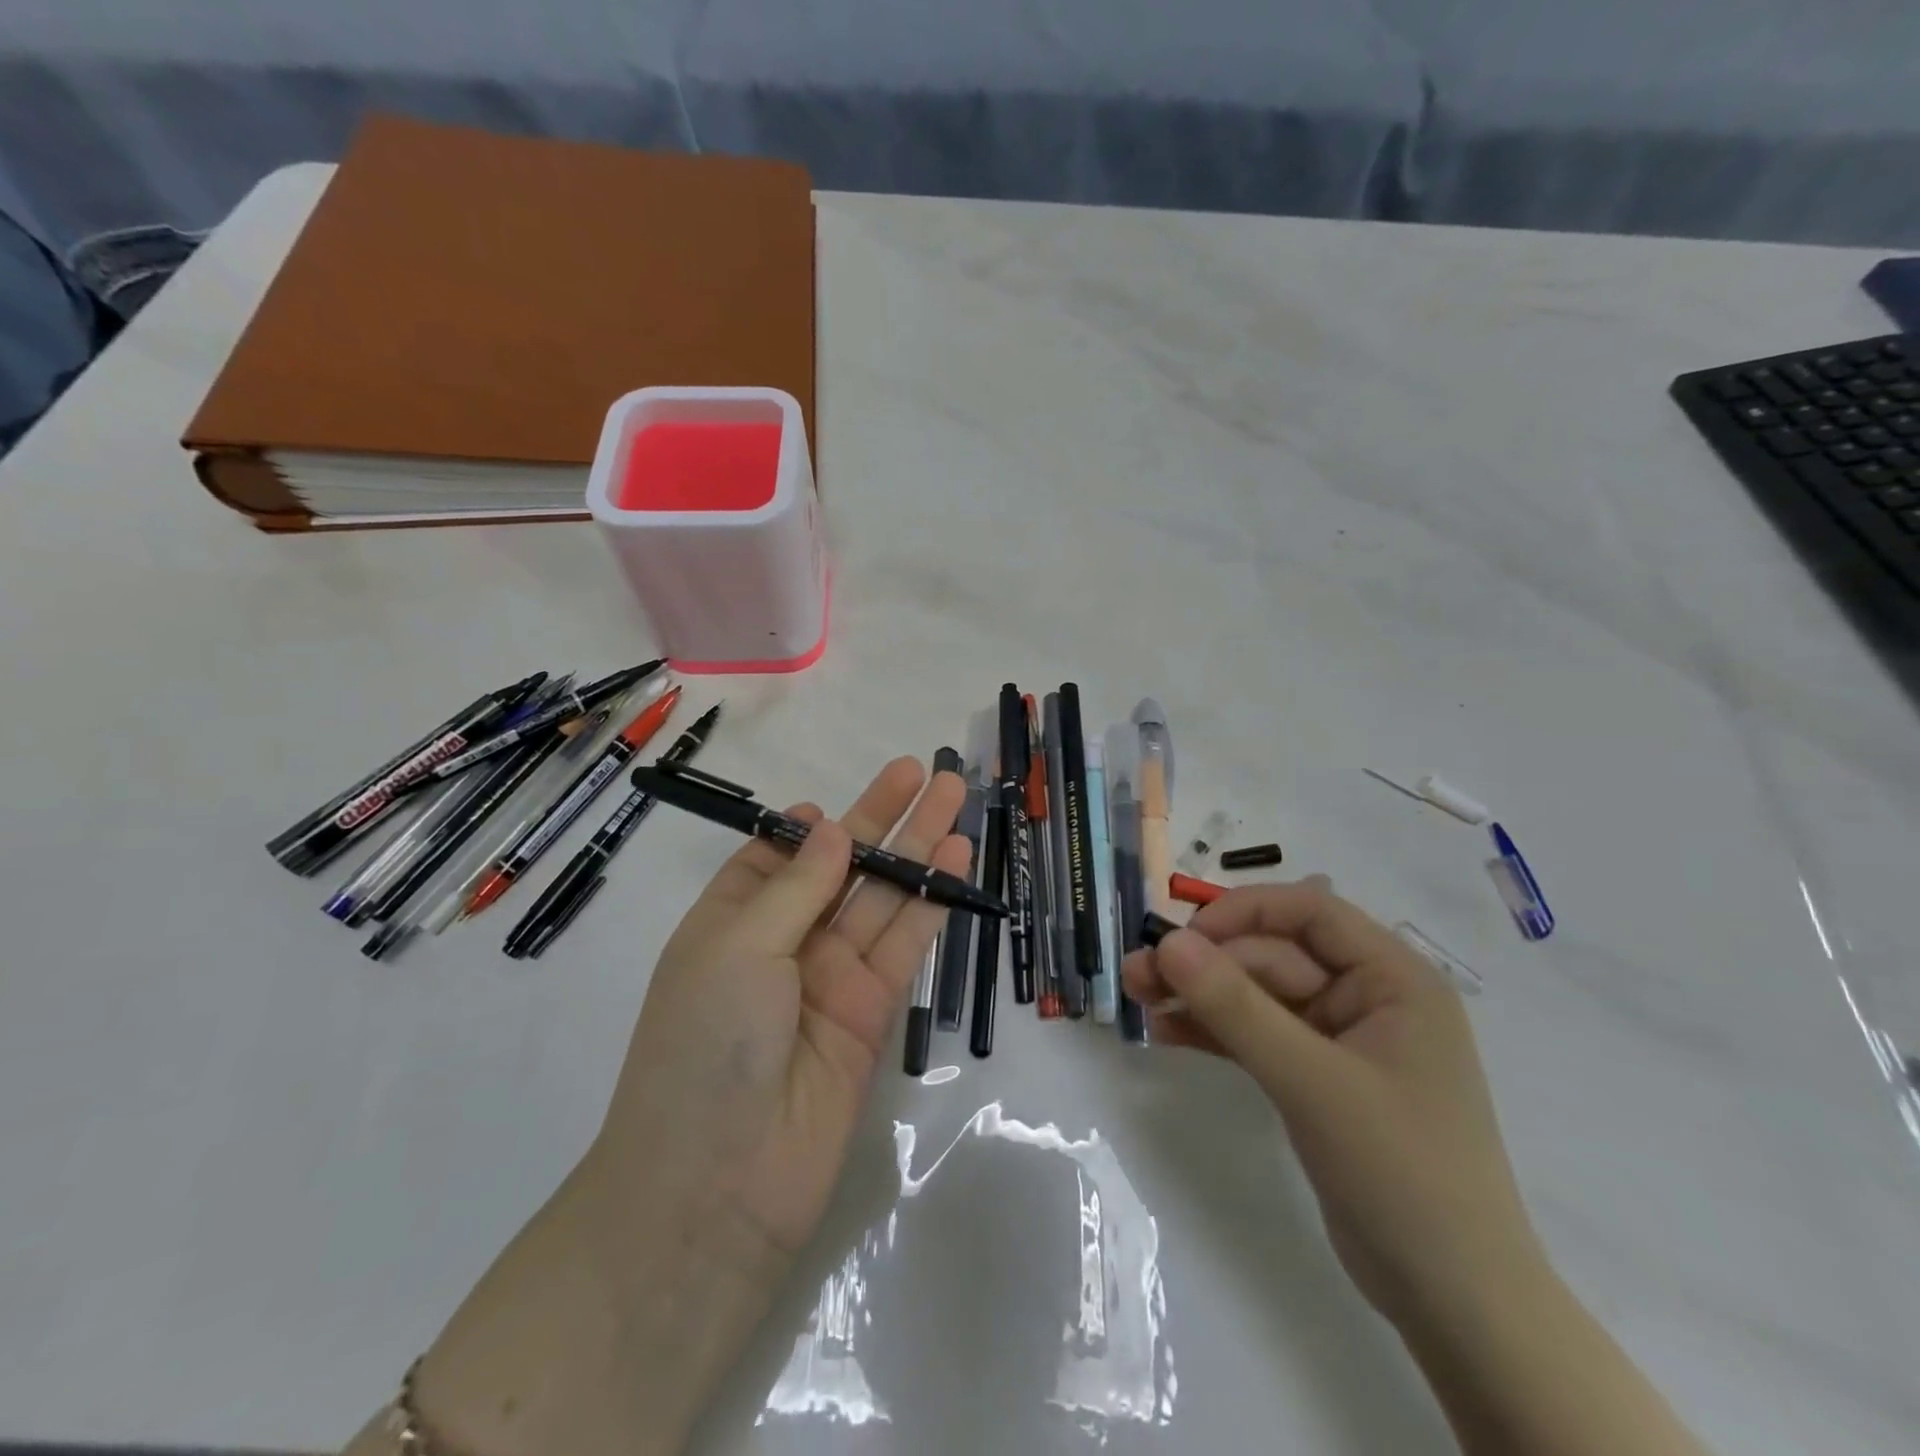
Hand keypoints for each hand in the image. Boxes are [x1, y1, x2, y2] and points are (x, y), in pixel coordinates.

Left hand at [410, 758, 966, 1455]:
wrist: (719, 1186)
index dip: (807, 830)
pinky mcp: (872, 1013)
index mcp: (732, 924)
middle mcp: (783, 946)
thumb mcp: (738, 948)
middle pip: (842, 869)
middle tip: (925, 772)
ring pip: (882, 899)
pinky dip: (930, 901)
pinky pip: (903, 944)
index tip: (835, 807)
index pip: (773, 861)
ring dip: (918, 849)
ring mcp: (831, 979)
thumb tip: (832, 828)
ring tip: (954, 797)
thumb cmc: (705, 1044)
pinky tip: (957, 861)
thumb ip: (796, 886)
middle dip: (883, 820)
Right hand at [1121, 879, 1545, 1327]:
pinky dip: (1215, 1032)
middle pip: (1273, 956)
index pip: (1309, 912)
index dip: (1242, 912)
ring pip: (1258, 996)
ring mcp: (1340, 1040)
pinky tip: (1166, 1032)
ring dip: (1200, 996)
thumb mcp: (1312, 1081)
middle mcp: (1368, 997)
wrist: (1454, 1304)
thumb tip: (1168, 943)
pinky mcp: (1316, 1078)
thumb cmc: (1401, 1172)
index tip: (1182, 937)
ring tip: (1138, 997)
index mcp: (1393, 978)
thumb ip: (1236, 1008)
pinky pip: (1257, 1036)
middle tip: (1137, 976)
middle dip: (1205, 965)